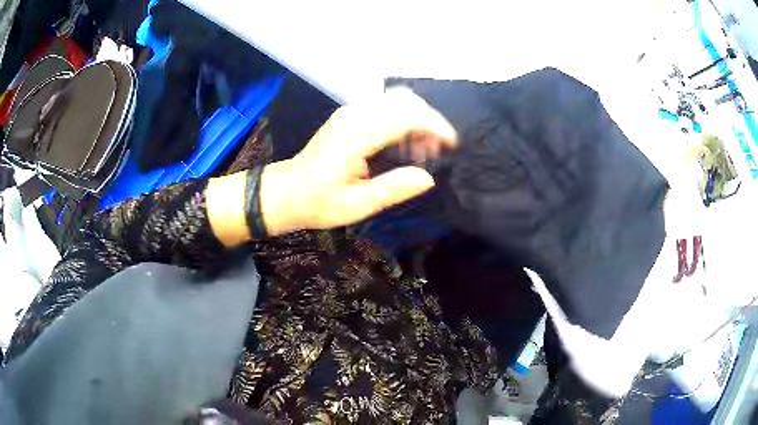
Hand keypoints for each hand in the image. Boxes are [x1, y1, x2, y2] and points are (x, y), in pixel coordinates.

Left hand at [259, 88, 456, 235]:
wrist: (287, 191)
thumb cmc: (318, 202)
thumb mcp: (356, 205)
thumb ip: (392, 189)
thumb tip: (428, 178)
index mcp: (356, 136)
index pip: (405, 116)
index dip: (434, 126)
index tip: (451, 145)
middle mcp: (354, 115)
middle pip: (404, 100)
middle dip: (429, 121)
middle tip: (438, 151)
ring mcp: (350, 112)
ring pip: (396, 100)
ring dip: (417, 119)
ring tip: (423, 151)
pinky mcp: (350, 116)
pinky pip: (385, 107)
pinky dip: (403, 120)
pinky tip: (405, 144)